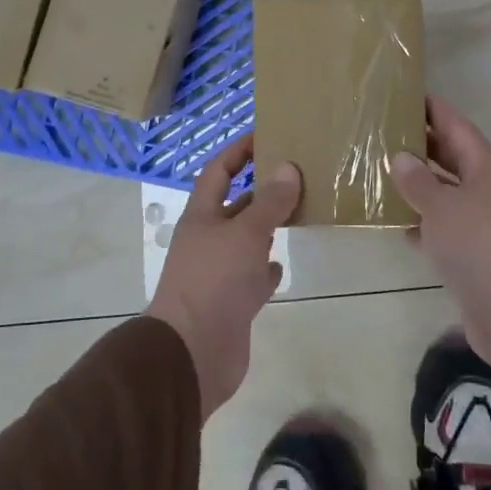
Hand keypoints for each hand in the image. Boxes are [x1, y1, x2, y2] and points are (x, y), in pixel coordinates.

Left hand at [146, 136, 300, 419]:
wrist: (192, 354)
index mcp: (202, 216)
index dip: (238, 151)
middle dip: (261, 190)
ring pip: (245, 241)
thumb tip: (288, 167)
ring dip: (266, 228)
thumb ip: (269, 202)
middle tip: (296, 175)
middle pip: (234, 206)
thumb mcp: (246, 233)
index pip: (218, 171)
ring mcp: (217, 273)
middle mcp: (207, 240)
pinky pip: (251, 277)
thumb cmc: (214, 282)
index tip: (266, 135)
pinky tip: (281, 266)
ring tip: (298, 213)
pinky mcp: (230, 303)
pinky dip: (265, 270)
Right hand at [391, 97, 490, 405]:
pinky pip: (443, 225)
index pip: (456, 126)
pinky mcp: (473, 252)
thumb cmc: (477, 245)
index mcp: (485, 167)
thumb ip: (418, 181)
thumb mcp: (441, 206)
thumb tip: (401, 158)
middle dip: (421, 145)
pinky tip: (394, 221)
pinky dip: (421, 221)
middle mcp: (487, 188)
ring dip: (418, 184)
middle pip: (451, 157)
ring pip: (445, 192)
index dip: (433, 109)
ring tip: (380, 172)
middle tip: (384, 132)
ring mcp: (482, 222)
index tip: (406, 95)